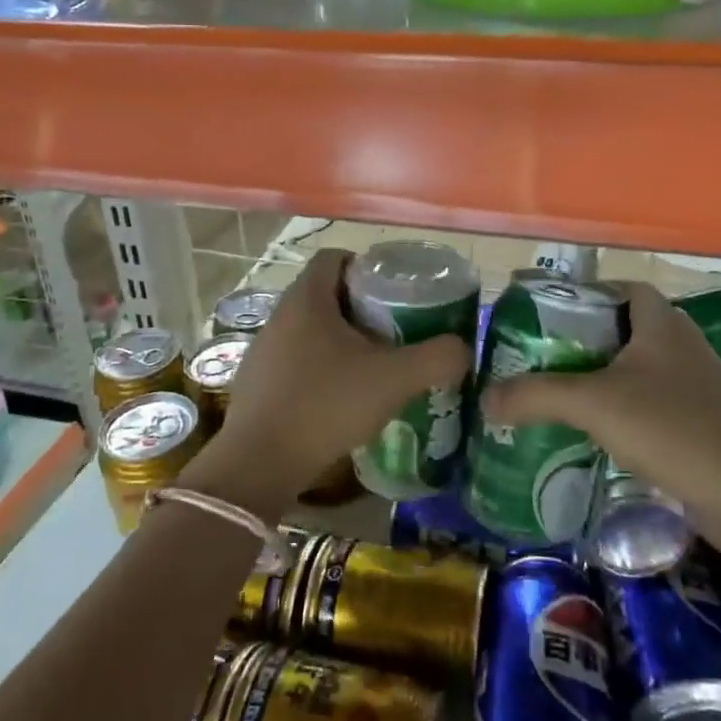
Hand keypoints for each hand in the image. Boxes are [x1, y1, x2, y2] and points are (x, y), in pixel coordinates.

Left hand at [181, 250, 472, 517]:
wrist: (260, 464)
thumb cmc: (326, 405)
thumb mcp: (394, 379)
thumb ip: (437, 358)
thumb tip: (462, 349)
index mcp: (307, 298)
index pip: (335, 257)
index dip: (367, 267)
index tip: (395, 294)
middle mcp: (280, 314)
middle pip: (326, 293)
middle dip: (362, 308)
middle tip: (396, 332)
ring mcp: (264, 348)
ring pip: (312, 329)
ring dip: (342, 340)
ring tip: (374, 367)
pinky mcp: (258, 381)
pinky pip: (297, 359)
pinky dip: (322, 367)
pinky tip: (342, 398)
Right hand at [480, 283, 720, 498]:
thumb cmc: (666, 425)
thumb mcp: (591, 403)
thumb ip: (535, 395)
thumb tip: (485, 398)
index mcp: (663, 323)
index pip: (627, 288)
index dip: (592, 294)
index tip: (555, 314)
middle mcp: (684, 345)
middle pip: (632, 328)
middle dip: (592, 338)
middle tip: (551, 355)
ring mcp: (699, 385)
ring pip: (645, 367)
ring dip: (611, 375)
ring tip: (570, 392)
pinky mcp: (704, 422)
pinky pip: (658, 401)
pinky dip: (630, 408)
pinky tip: (604, 430)